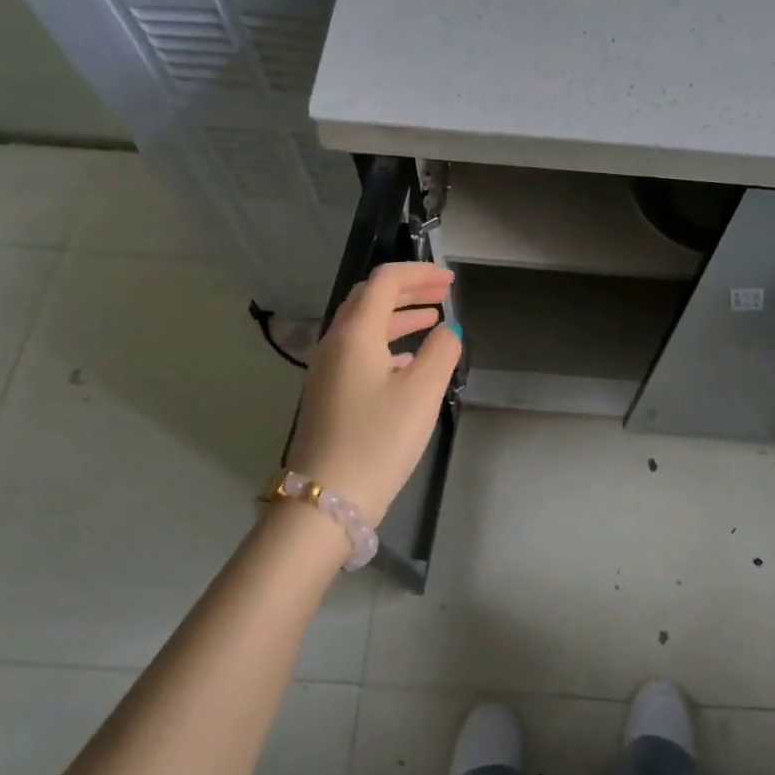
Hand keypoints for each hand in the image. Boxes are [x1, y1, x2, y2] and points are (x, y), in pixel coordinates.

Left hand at [285, 261, 462, 526]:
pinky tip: (407, 361)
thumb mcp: (422, 394)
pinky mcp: (328, 393)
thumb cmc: (378, 440)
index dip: (419, 273)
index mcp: (355, 333)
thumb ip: (441, 353)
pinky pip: (358, 351)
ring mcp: (326, 369)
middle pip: (370, 298)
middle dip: (408, 290)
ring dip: (398, 316)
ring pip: (363, 326)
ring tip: (432, 320)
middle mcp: (335, 343)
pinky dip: (386, 343)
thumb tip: (447, 331)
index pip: (385, 281)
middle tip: (442, 293)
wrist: (324, 501)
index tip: (450, 280)